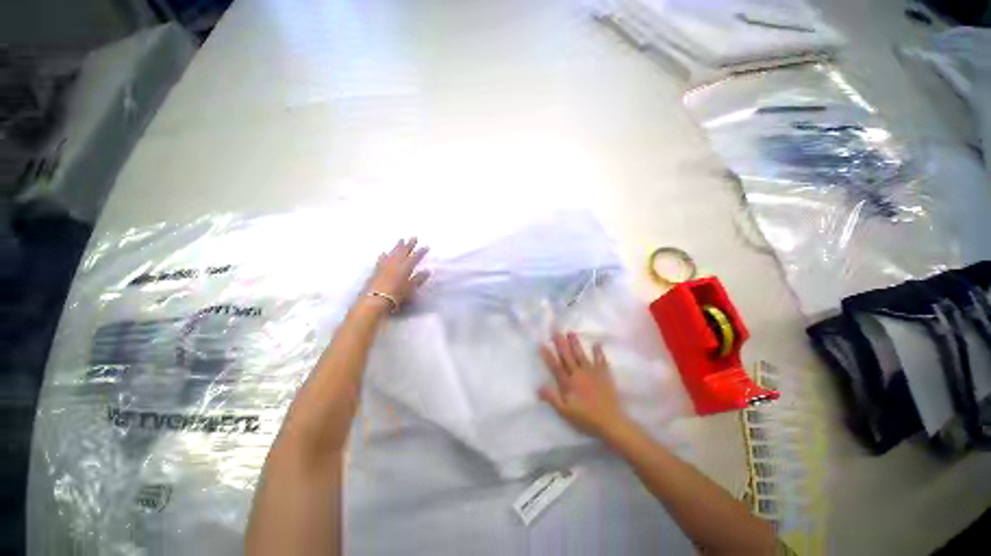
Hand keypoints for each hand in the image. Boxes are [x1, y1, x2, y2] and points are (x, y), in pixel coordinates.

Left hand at [366, 238, 429, 305]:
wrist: (375, 300)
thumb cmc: (396, 295)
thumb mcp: (411, 288)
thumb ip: (419, 279)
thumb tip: (427, 271)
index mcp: (405, 267)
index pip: (415, 257)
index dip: (421, 252)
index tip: (426, 246)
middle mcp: (395, 264)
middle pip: (403, 252)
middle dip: (409, 244)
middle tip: (413, 237)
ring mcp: (384, 266)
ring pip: (392, 253)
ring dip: (397, 247)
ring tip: (400, 240)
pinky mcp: (376, 271)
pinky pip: (381, 260)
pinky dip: (384, 256)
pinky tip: (384, 253)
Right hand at [538, 332, 630, 438]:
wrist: (611, 422)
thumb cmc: (586, 418)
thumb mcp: (565, 412)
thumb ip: (552, 398)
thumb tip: (538, 387)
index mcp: (568, 383)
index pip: (555, 366)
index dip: (548, 355)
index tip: (542, 344)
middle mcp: (578, 374)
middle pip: (567, 356)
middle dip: (561, 344)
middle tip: (555, 332)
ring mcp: (592, 373)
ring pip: (581, 355)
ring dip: (575, 344)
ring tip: (571, 332)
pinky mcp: (604, 375)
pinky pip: (601, 361)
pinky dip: (599, 352)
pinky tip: (597, 344)